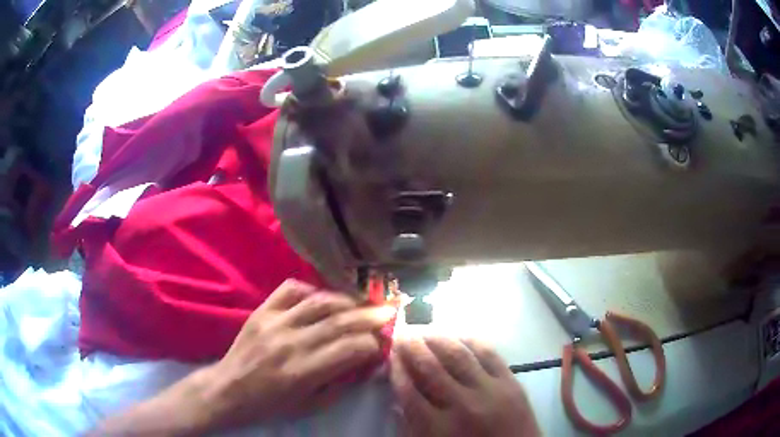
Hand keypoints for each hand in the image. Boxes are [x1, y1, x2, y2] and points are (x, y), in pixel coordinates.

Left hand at [203, 279, 395, 427]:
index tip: (383, 342)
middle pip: (339, 322)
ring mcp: (274, 323)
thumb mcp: (310, 404)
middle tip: (388, 310)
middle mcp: (290, 343)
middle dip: (370, 316)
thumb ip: (340, 382)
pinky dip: (311, 288)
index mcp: (303, 372)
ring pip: (318, 302)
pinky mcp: (262, 311)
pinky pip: (290, 289)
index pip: (350, 350)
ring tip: (363, 301)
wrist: (229, 389)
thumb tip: (366, 361)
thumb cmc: (271, 403)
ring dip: (346, 300)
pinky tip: (323, 296)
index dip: (372, 344)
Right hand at [390, 336, 539, 436]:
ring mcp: (489, 390)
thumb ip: (412, 426)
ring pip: (458, 355)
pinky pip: (489, 353)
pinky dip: (471, 341)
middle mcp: (462, 405)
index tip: (389, 354)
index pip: (408, 391)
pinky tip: (459, 335)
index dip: (396, 369)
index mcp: (438, 427)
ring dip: (438, 339)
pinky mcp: (511, 382)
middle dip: (411, 347)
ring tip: (425, 330)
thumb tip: (397, 399)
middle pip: (430, 367)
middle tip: (401, 334)